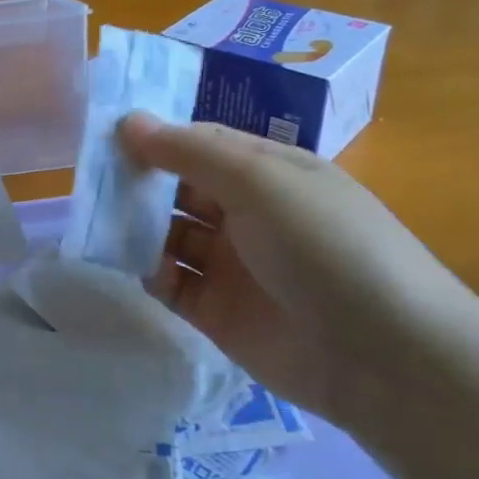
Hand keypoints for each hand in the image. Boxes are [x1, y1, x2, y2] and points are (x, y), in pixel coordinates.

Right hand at [119, 113, 474, 426]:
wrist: (385, 358)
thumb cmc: (327, 246)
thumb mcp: (262, 182)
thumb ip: (191, 153)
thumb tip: (128, 120)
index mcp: (268, 173)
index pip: (200, 145)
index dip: (157, 139)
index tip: (106, 137)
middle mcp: (247, 215)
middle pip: (179, 189)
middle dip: (139, 183)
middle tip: (92, 182)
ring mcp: (232, 266)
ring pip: (169, 236)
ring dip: (136, 228)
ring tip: (99, 224)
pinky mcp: (216, 313)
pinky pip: (171, 284)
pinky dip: (148, 273)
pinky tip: (131, 267)